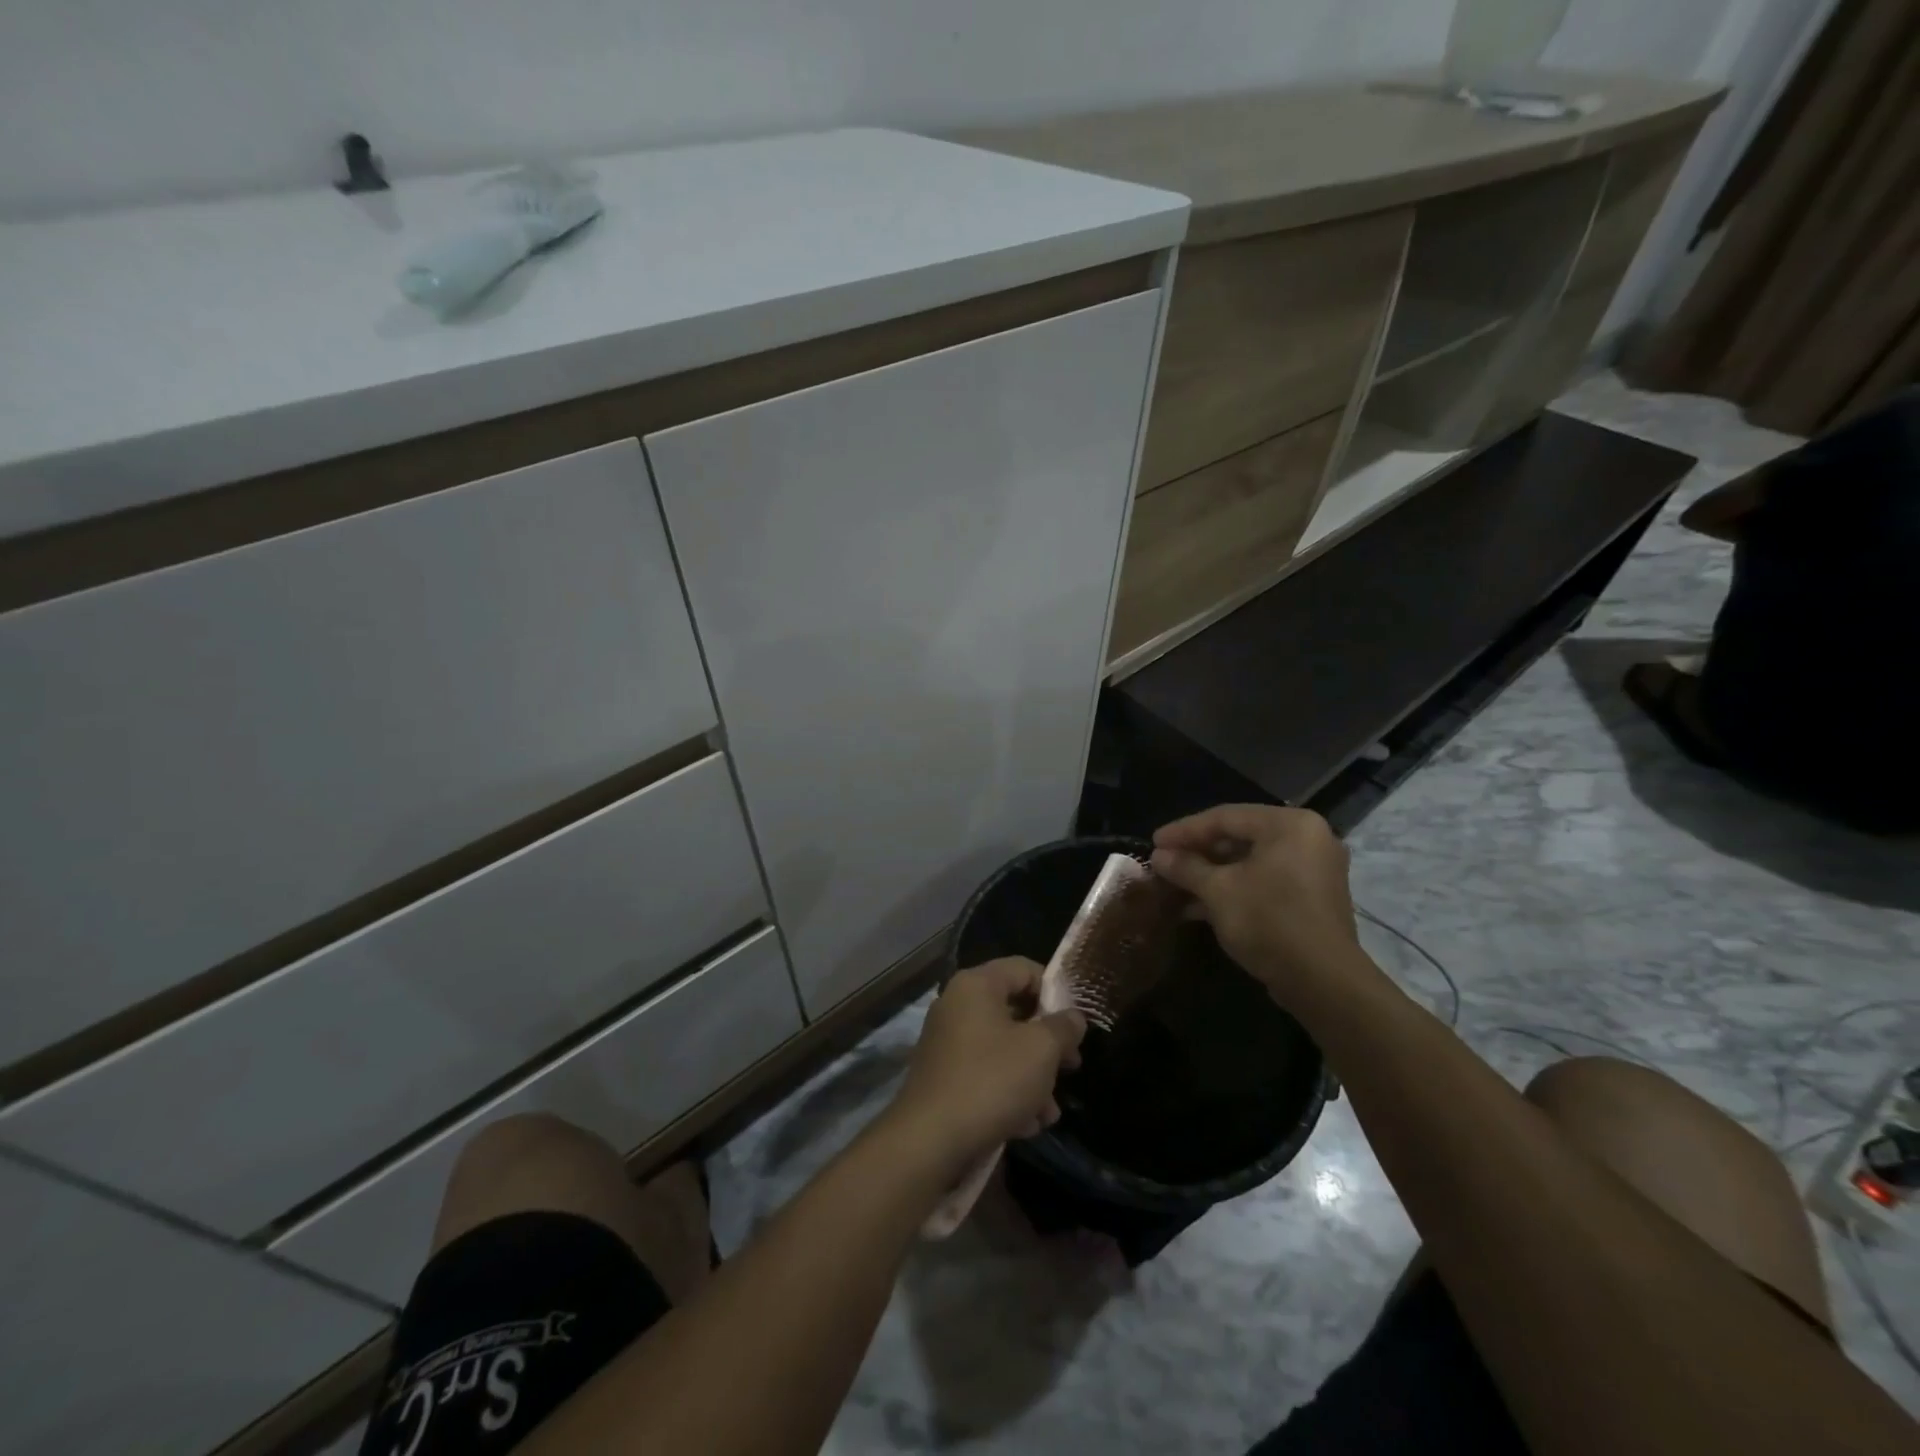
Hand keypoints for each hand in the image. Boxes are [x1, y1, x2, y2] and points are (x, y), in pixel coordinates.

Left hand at [891, 958, 1085, 1169]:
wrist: (930, 1140)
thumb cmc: (991, 1080)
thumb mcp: (1041, 1050)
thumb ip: (1064, 1027)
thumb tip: (1073, 1017)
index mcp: (976, 985)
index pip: (1025, 969)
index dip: (1055, 991)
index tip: (1075, 1024)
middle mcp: (957, 1005)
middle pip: (1015, 1011)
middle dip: (1047, 1043)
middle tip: (1072, 1067)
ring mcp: (947, 1042)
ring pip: (1002, 1048)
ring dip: (1032, 1077)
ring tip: (1049, 1112)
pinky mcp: (943, 1076)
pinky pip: (984, 1073)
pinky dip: (1007, 1093)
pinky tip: (1027, 1125)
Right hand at [1150, 804, 1379, 1009]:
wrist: (1323, 982)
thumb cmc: (1269, 921)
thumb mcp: (1218, 891)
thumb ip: (1186, 867)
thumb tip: (1158, 856)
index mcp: (1289, 825)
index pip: (1225, 817)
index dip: (1184, 830)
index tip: (1153, 843)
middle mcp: (1307, 838)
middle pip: (1239, 836)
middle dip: (1197, 852)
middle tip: (1164, 862)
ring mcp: (1313, 869)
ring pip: (1250, 861)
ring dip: (1211, 873)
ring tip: (1175, 885)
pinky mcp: (1311, 898)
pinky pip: (1264, 880)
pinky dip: (1233, 888)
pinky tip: (1198, 905)